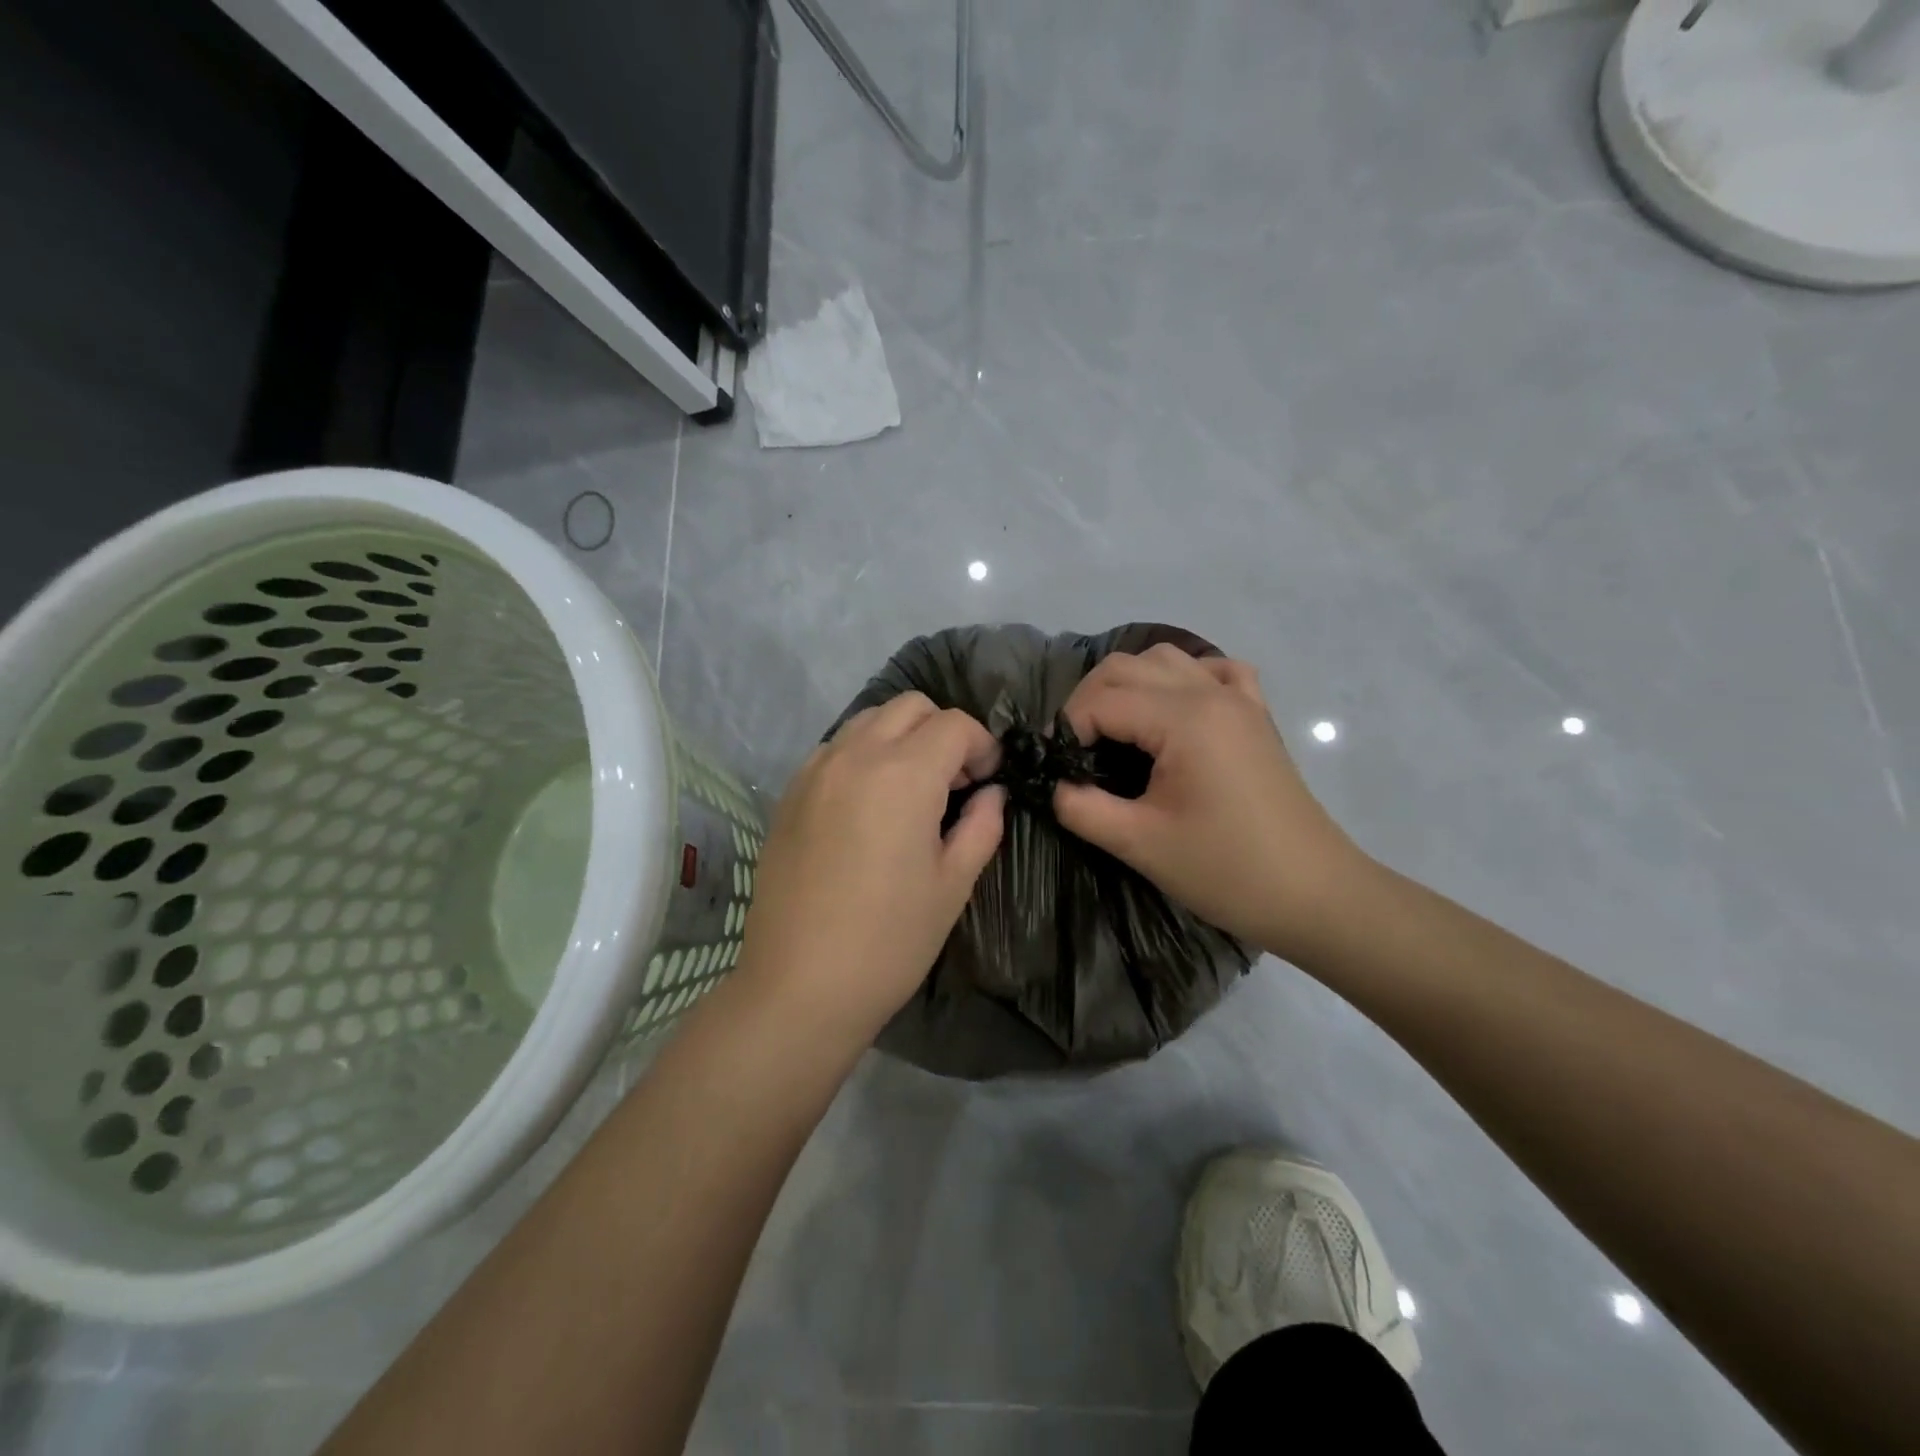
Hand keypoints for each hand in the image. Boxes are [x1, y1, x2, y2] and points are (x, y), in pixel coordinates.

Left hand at [735, 693, 1006, 1043]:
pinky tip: (868, 804)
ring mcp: (815, 771)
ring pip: (868, 720)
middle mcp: (855, 755)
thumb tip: (991, 794)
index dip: (983, 746)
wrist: (799, 985)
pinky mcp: (789, 793)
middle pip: (910, 707)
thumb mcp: (953, 884)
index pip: (955, 725)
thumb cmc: (889, 940)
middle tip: (955, 783)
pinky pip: (836, 748)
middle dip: (943, 731)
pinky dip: (864, 754)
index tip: (989, 781)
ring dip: (901, 737)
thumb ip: (982, 826)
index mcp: (903, 774)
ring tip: (911, 790)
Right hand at [1053, 646, 1370, 957]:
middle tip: (1074, 750)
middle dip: (1087, 701)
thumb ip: (1081, 807)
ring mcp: (1239, 699)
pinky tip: (1173, 711)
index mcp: (1184, 718)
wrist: (1314, 894)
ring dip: (1128, 685)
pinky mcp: (1256, 715)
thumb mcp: (1140, 844)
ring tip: (1113, 731)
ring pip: (1166, 660)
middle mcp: (1210, 692)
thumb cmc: (1227, 871)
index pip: (1101, 700)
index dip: (1066, 729)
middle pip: (1127, 667)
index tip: (1054, 767)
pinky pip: (1213, 671)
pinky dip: (1182, 679)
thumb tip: (1051, 784)